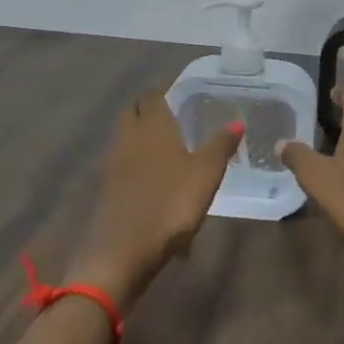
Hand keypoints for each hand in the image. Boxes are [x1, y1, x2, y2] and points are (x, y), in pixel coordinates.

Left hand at [71, 91, 242, 305]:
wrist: (122, 252)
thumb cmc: (170, 205)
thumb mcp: (206, 174)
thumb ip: (220, 145)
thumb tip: (237, 122)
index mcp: (152, 127)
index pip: (151, 96)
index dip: (163, 92)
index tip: (179, 95)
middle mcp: (127, 138)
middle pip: (132, 113)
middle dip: (148, 110)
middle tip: (172, 116)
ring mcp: (112, 165)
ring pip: (124, 138)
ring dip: (140, 137)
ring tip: (165, 148)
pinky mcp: (106, 190)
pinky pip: (121, 164)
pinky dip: (135, 163)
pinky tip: (152, 180)